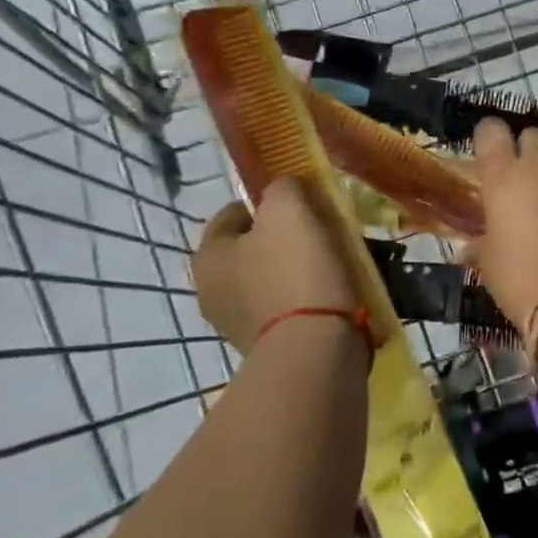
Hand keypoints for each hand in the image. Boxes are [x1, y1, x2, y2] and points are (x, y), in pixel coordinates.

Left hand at [192, 176, 360, 355]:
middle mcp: (211, 292)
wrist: (315, 348)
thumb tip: (284, 191)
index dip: (265, 202)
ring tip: (330, 263)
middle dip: (281, 237)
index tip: (300, 204)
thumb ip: (282, 188)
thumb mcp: (288, 208)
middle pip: (250, 248)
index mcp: (207, 256)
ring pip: (269, 278)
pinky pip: (285, 307)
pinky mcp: (266, 348)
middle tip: (317, 231)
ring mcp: (237, 324)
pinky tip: (329, 293)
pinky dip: (304, 298)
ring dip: (295, 268)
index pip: (232, 213)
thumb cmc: (295, 270)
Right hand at [471, 117, 537, 329]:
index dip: (488, 139)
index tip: (488, 154)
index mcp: (503, 176)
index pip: (490, 130)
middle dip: (526, 148)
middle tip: (524, 174)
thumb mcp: (488, 263)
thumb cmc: (520, 281)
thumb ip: (479, 244)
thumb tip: (470, 249)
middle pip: (532, 133)